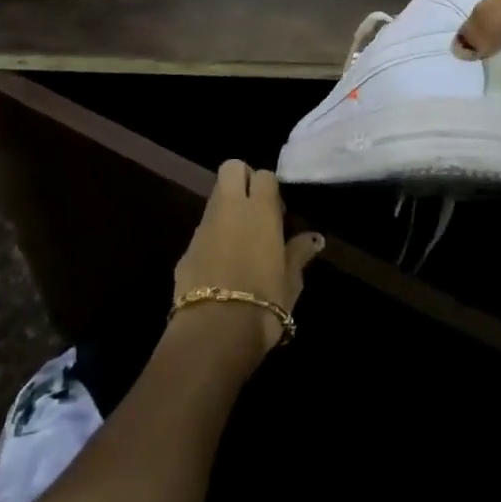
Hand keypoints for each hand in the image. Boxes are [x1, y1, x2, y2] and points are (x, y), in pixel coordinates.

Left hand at [170, 161, 324, 362]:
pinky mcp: (186, 249)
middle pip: (231, 168)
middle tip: (255, 210)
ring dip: (227, 208)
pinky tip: (223, 266)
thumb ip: (299, 253)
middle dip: (242, 179)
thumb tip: (314, 238)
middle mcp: (229, 208)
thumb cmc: (263, 303)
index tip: (278, 213)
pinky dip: (213, 237)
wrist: (213, 333)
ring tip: (241, 241)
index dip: (271, 188)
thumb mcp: (291, 281)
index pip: (264, 175)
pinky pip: (203, 230)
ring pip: (215, 197)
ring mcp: (204, 227)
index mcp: (260, 210)